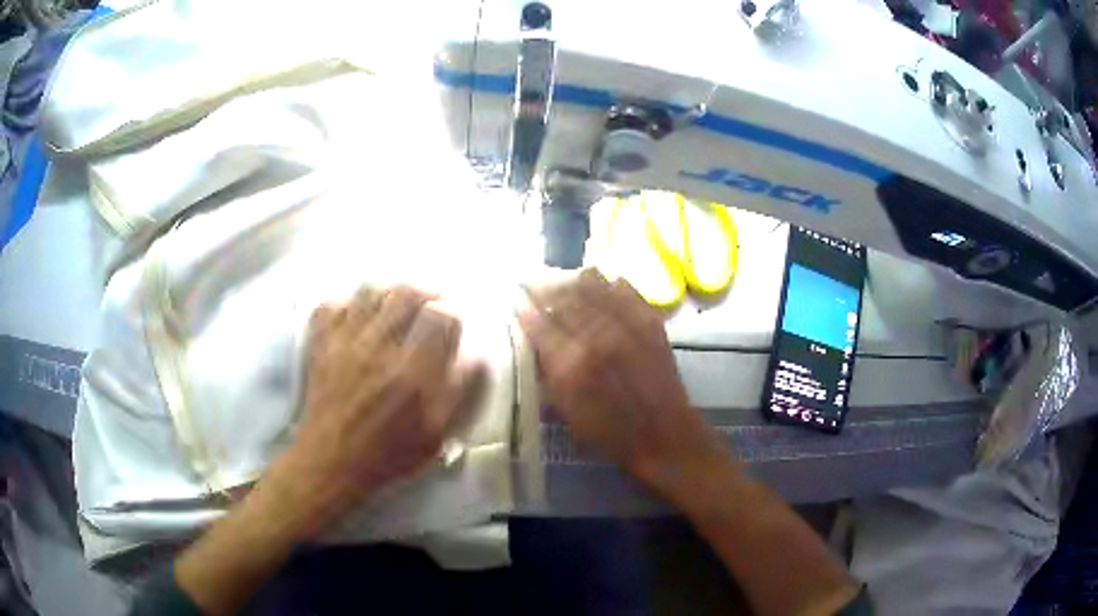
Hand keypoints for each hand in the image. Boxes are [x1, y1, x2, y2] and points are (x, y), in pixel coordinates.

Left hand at [271, 286, 483, 533]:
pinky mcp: (320, 343)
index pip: (441, 316)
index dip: (452, 313)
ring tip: (394, 310)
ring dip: (388, 295)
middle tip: (428, 307)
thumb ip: (460, 393)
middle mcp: (379, 349)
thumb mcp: (437, 436)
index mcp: (412, 374)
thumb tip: (478, 355)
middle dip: (424, 294)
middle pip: (406, 293)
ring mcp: (344, 342)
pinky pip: (332, 303)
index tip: (452, 323)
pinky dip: (347, 303)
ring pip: (370, 290)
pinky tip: (357, 318)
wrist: (331, 462)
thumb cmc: (388, 454)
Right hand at [519, 269, 725, 492]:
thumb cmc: (609, 432)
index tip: (516, 301)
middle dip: (543, 286)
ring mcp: (626, 323)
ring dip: (572, 279)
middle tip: (533, 282)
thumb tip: (532, 339)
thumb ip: (546, 372)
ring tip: (563, 280)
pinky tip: (600, 283)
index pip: (538, 322)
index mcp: (571, 364)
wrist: (663, 434)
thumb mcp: (566, 410)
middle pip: (562, 296)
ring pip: (592, 283)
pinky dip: (608, 282)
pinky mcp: (649, 319)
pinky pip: (624, 287)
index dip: (524, 308)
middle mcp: (596, 336)